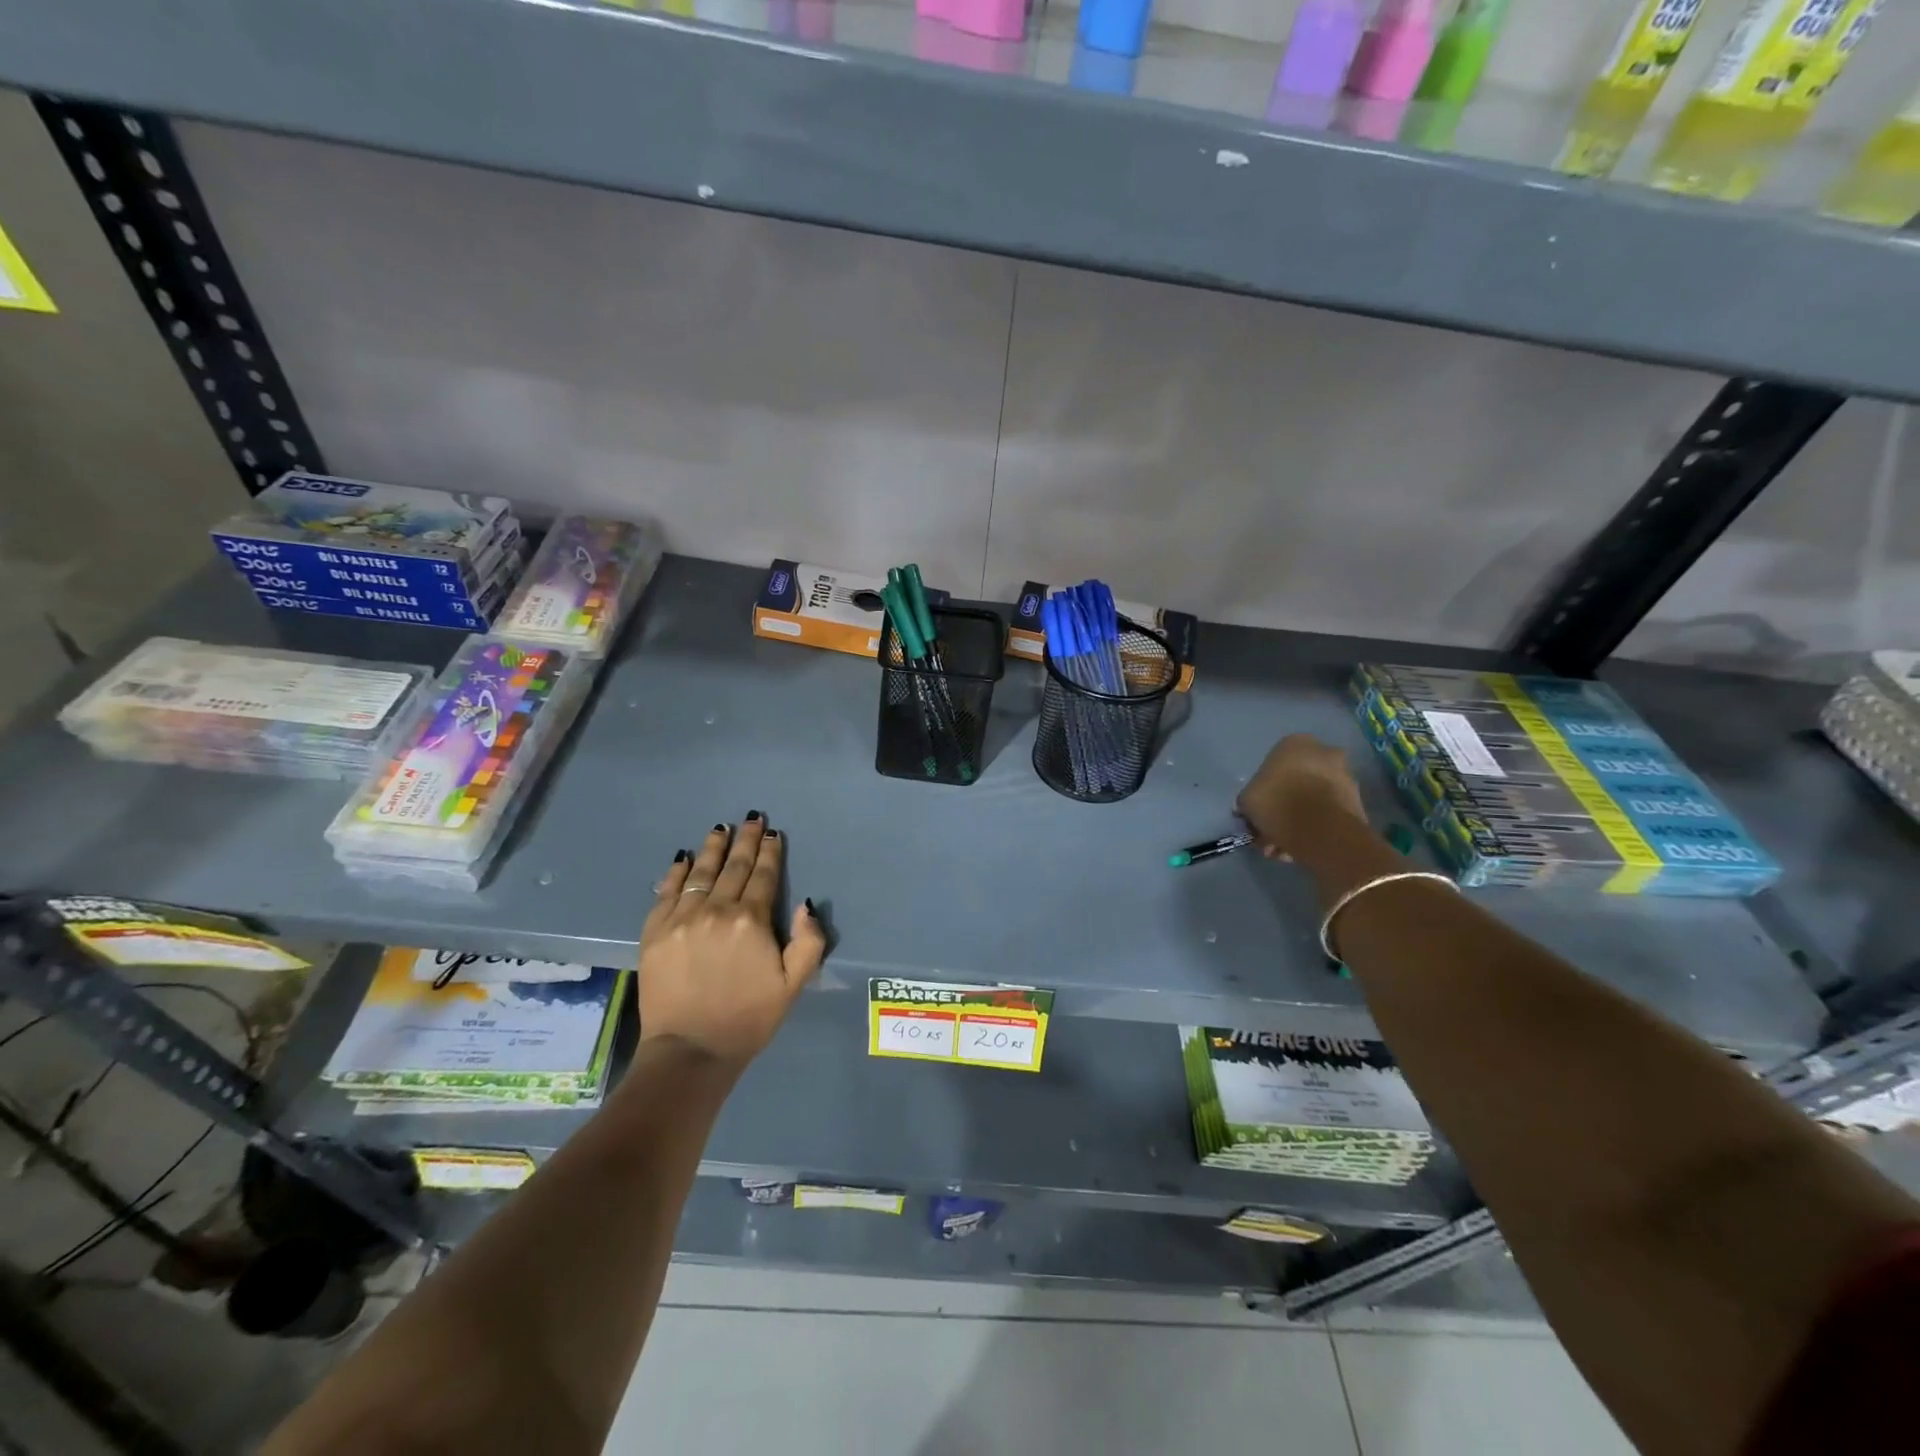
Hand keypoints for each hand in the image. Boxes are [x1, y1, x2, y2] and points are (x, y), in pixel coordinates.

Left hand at [638, 816, 826, 1068]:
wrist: (690, 1051)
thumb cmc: (749, 1018)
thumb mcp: (794, 985)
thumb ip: (809, 941)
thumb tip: (806, 905)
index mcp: (752, 920)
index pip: (764, 876)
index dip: (771, 852)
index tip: (773, 833)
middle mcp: (716, 910)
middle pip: (734, 867)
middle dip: (746, 840)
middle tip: (751, 818)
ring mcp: (681, 919)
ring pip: (700, 872)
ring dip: (713, 848)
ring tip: (720, 828)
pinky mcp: (654, 932)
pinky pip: (666, 892)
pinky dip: (676, 873)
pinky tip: (683, 858)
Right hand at [1235, 734, 1367, 859]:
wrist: (1321, 829)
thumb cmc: (1277, 803)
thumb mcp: (1247, 800)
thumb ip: (1250, 799)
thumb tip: (1253, 808)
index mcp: (1294, 743)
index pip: (1273, 764)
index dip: (1264, 790)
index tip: (1259, 810)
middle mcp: (1324, 752)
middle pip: (1297, 782)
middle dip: (1284, 806)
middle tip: (1270, 830)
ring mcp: (1345, 776)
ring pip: (1314, 800)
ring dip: (1299, 820)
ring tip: (1283, 848)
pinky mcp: (1358, 802)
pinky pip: (1328, 814)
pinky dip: (1316, 829)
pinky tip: (1300, 849)